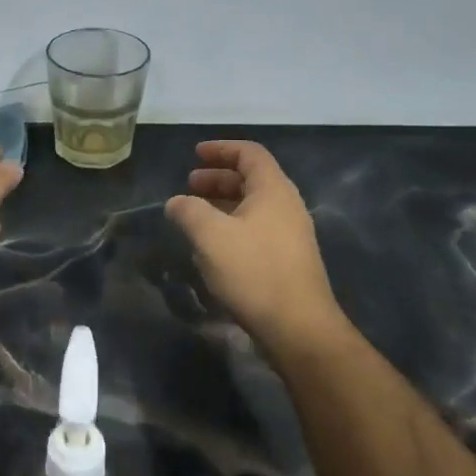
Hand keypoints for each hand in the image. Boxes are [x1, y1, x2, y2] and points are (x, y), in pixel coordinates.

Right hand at [165, 140, 342, 348]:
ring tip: (195, 215)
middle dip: (218, 178)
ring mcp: (290, 234)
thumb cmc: (254, 271)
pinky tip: (213, 246)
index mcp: (273, 190)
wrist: (298, 327)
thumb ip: (189, 211)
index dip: (221, 149)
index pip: (249, 154)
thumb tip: (176, 202)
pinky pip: (256, 229)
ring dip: (223, 203)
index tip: (195, 153)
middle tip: (189, 184)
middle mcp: (287, 206)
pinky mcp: (287, 259)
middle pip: (251, 179)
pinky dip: (232, 226)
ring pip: (253, 206)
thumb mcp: (211, 236)